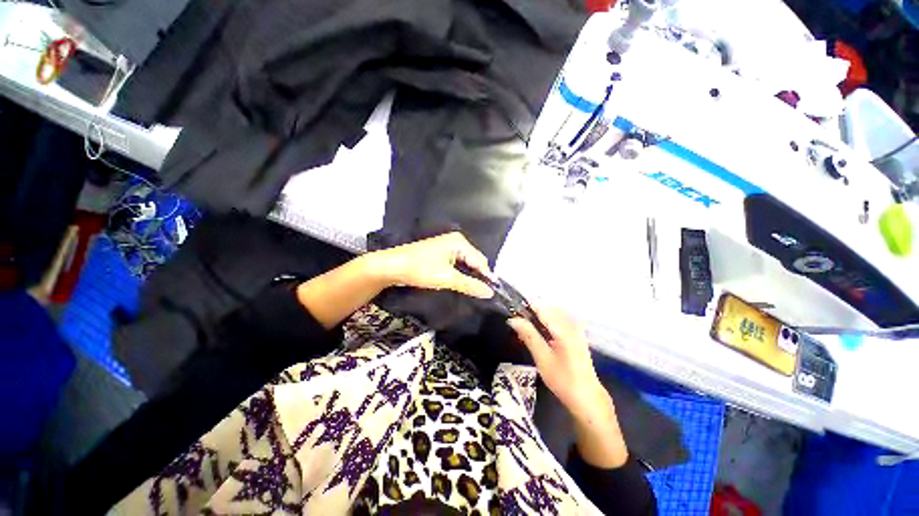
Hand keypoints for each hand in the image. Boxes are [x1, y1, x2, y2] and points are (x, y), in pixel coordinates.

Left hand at [369, 232, 494, 298]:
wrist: (392, 266)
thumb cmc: (420, 269)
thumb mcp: (447, 278)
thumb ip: (470, 285)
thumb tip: (490, 293)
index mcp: (459, 242)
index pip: (480, 260)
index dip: (487, 277)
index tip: (492, 293)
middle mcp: (455, 241)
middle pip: (474, 261)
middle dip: (478, 276)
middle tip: (483, 294)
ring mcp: (447, 246)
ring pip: (465, 263)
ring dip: (469, 276)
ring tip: (474, 291)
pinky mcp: (440, 253)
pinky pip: (456, 264)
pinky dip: (460, 274)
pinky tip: (461, 284)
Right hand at [510, 307, 627, 467]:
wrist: (587, 397)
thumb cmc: (563, 380)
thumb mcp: (542, 358)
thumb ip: (529, 335)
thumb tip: (513, 319)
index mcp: (564, 328)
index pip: (541, 307)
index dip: (525, 307)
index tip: (512, 313)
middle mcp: (571, 323)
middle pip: (547, 307)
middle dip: (531, 312)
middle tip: (518, 325)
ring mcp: (576, 327)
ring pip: (552, 312)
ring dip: (538, 317)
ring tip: (526, 330)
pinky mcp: (577, 333)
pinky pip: (559, 318)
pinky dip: (547, 322)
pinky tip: (540, 333)